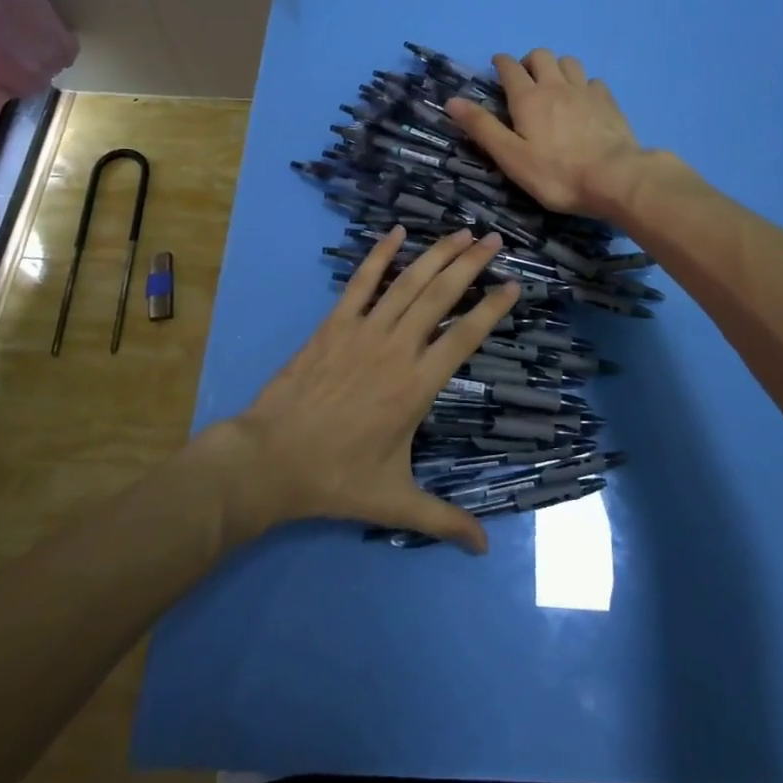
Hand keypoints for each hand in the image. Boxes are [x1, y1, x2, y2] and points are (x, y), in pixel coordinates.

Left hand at [222, 226, 517, 552]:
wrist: (270, 459)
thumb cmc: (335, 478)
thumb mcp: (394, 501)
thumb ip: (443, 520)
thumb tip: (484, 549)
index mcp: (416, 385)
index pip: (464, 337)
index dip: (492, 308)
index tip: (513, 285)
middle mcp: (396, 348)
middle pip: (440, 296)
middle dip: (470, 264)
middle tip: (493, 239)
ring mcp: (363, 331)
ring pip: (407, 283)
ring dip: (436, 254)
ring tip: (461, 232)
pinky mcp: (334, 324)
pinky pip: (361, 282)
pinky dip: (379, 255)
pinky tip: (397, 233)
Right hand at [446, 49, 647, 216]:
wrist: (615, 178)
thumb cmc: (556, 173)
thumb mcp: (510, 157)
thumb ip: (482, 128)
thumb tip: (452, 101)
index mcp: (528, 98)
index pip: (510, 68)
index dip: (501, 63)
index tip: (497, 64)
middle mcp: (556, 86)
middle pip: (541, 56)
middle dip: (529, 61)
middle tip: (525, 79)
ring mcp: (585, 91)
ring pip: (569, 62)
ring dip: (557, 67)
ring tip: (554, 85)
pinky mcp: (608, 102)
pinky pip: (592, 80)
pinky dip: (583, 84)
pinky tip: (583, 100)